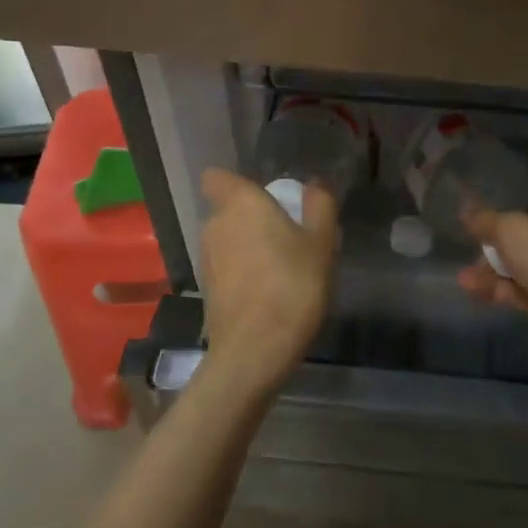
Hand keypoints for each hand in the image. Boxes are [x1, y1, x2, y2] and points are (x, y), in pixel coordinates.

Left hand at [196, 168, 338, 397]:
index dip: (235, 182)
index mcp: (240, 203)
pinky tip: (267, 290)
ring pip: (227, 238)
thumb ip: (319, 206)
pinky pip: (225, 265)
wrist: (254, 351)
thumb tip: (314, 185)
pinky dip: (241, 270)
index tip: (264, 195)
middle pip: (228, 208)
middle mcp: (215, 224)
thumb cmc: (292, 286)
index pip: (217, 177)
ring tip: (280, 265)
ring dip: (247, 245)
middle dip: (251, 216)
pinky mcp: (206, 288)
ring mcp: (206, 258)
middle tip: (286, 233)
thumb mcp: (321, 243)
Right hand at [457, 197, 527, 363]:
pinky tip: (477, 293)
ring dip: (493, 273)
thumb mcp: (509, 229)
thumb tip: (465, 208)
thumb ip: (485, 219)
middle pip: (527, 239)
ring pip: (524, 269)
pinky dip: (503, 291)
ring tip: (465, 281)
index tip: (483, 221)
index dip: (510, 211)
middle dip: (494, 250)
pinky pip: (527, 292)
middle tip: (471, 254)